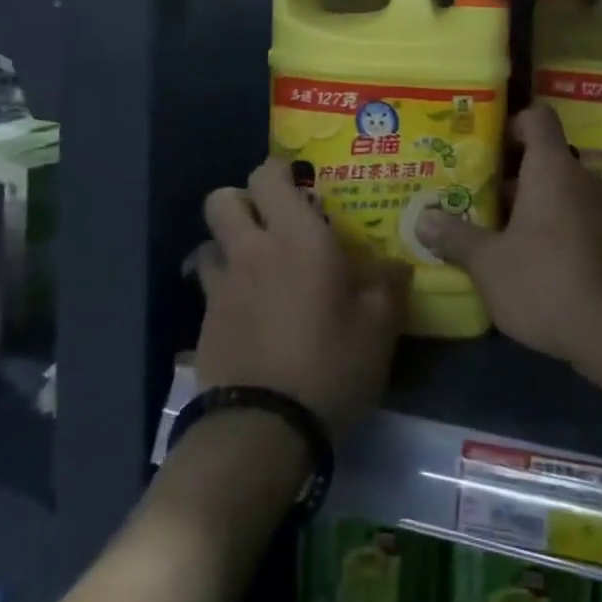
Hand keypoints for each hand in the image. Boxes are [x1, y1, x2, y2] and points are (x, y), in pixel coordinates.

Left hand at [193, 159, 411, 438]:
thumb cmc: (330, 364)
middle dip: (242, 200)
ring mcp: (221, 287)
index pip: (269, 175)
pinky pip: (207, 288)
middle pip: (222, 200)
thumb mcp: (378, 327)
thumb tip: (397, 266)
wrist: (263, 430)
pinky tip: (247, 311)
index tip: (300, 182)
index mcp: (297, 237)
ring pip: (208, 242)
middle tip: (272, 220)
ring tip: (254, 265)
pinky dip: (222, 288)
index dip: (279, 171)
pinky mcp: (203, 324)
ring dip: (227, 244)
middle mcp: (252, 250)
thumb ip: (388, 287)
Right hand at [418, 104, 601, 371]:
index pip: (537, 117)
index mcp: (552, 167)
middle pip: (544, 156)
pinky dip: (552, 224)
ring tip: (494, 227)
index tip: (484, 142)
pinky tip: (528, 256)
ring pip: (559, 189)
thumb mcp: (489, 264)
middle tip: (474, 191)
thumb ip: (456, 237)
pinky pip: (576, 215)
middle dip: (509, 173)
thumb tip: (422, 219)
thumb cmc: (547, 282)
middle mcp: (582, 177)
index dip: (511, 122)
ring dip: (530, 202)